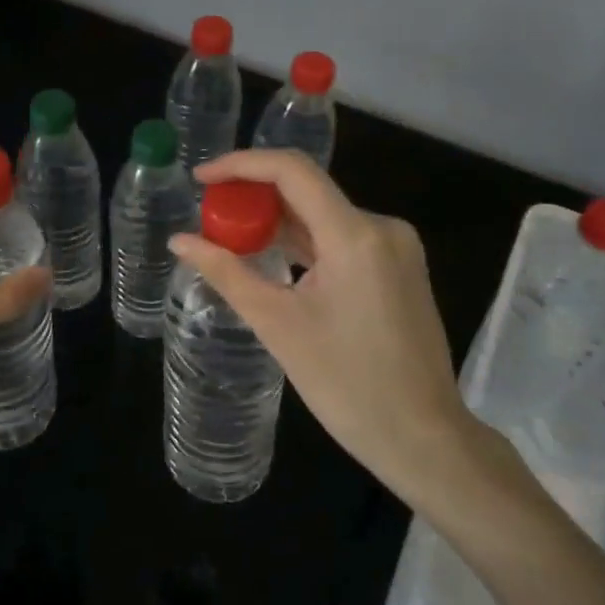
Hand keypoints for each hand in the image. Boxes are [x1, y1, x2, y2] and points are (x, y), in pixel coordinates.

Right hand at [170, 150, 504, 507]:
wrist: (424, 438)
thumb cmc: (347, 385)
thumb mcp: (277, 325)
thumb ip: (226, 273)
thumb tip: (180, 241)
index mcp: (356, 235)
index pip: (292, 171)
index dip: (241, 165)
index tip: (201, 179)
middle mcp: (382, 228)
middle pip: (308, 191)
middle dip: (254, 197)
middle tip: (210, 216)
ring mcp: (396, 248)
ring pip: (324, 216)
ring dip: (278, 222)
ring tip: (231, 238)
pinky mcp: (399, 268)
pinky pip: (342, 239)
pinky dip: (305, 243)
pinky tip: (273, 259)